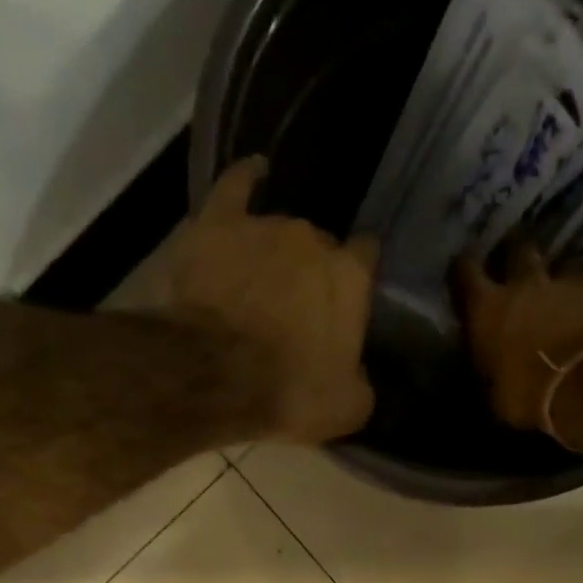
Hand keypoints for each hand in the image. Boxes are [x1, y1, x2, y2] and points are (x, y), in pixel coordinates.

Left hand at [156, 157, 378, 443]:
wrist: (215, 378)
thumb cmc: (289, 396)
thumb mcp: (347, 408)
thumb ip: (361, 380)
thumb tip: (357, 371)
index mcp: (350, 278)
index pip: (366, 259)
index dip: (357, 279)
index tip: (349, 301)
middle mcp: (312, 238)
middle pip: (319, 247)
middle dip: (311, 274)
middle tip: (296, 309)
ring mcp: (263, 225)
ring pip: (278, 230)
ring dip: (275, 252)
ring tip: (263, 278)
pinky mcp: (216, 223)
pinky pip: (235, 187)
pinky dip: (246, 181)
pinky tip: (254, 175)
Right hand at [455, 247, 582, 433]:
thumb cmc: (526, 395)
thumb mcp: (492, 392)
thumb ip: (487, 364)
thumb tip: (485, 363)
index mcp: (486, 308)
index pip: (464, 271)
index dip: (462, 270)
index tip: (461, 274)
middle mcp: (523, 284)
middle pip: (517, 249)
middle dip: (513, 255)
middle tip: (513, 268)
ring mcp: (565, 283)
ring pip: (556, 268)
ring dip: (552, 282)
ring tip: (554, 300)